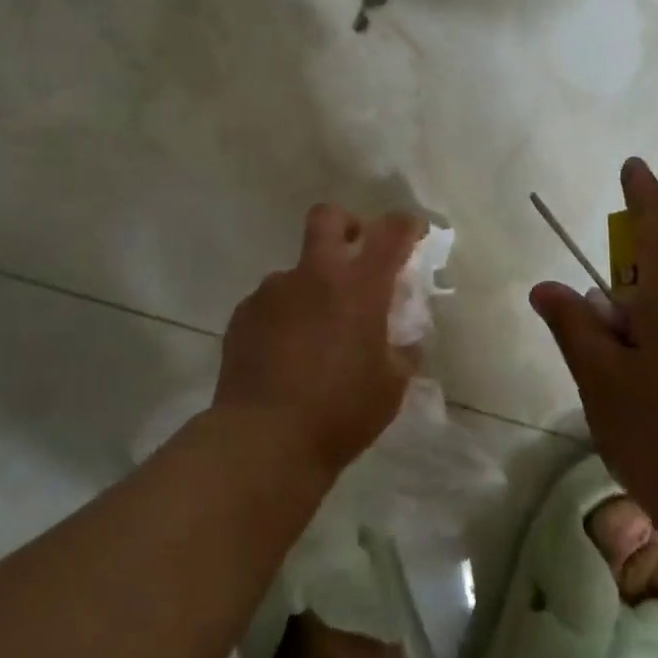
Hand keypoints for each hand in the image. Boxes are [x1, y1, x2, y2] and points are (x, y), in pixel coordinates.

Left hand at [214, 204, 427, 477]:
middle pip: (329, 217)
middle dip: (348, 225)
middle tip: (356, 255)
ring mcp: (274, 290)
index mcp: (360, 285)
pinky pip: (271, 302)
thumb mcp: (392, 387)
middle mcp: (315, 274)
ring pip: (297, 270)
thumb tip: (405, 339)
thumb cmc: (340, 412)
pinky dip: (284, 317)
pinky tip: (285, 354)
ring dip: (312, 287)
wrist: (263, 440)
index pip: (392, 231)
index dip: (407, 225)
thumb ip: (403, 352)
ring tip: (315, 334)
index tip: (414, 233)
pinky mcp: (244, 313)